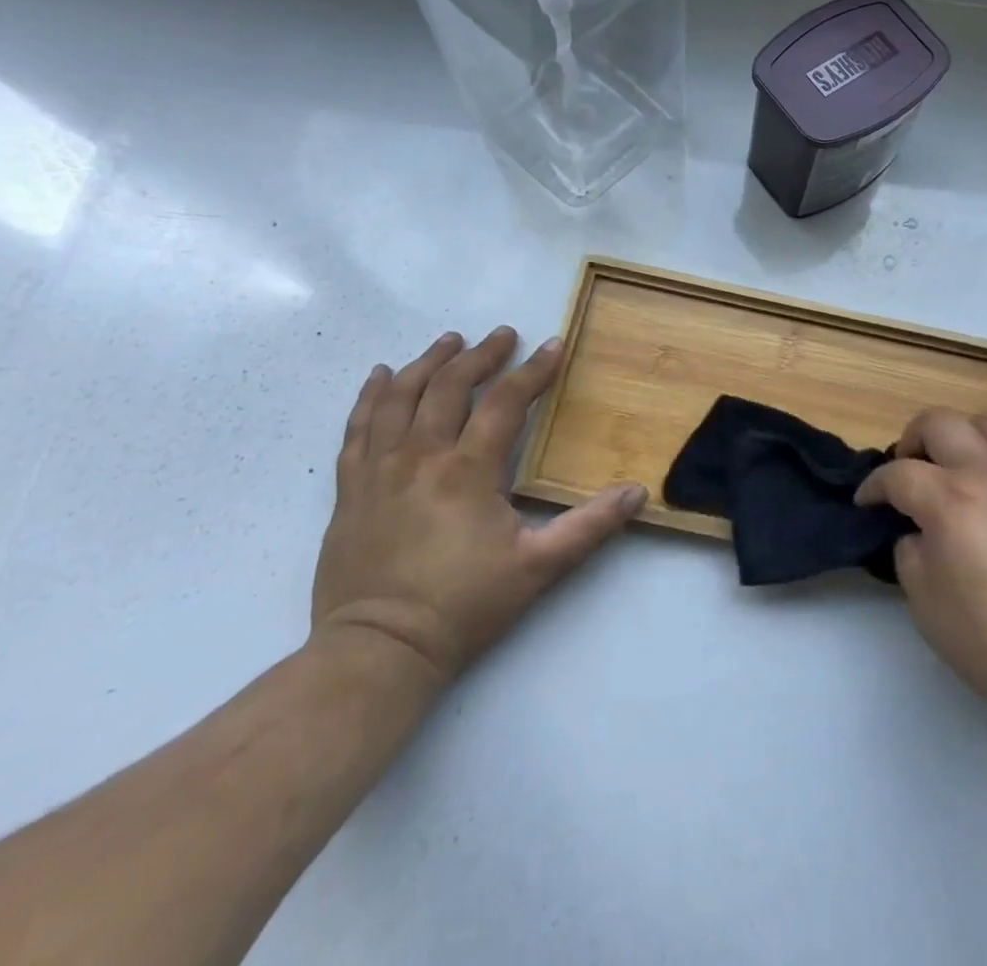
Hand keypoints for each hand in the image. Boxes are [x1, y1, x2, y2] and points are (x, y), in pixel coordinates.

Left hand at [311, 326, 646, 684]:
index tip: (553, 345)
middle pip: (450, 386)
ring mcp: (378, 469)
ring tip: (450, 340)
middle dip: (481, 355)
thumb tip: (637, 492)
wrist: (378, 651)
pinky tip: (381, 376)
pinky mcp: (349, 488)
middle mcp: (420, 456)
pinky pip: (358, 427)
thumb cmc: (463, 606)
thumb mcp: (538, 569)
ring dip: (428, 362)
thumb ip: (590, 526)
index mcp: (468, 471)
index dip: (532, 371)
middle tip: (503, 335)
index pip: (505, 403)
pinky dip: (370, 395)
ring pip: (400, 396)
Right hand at [857, 409, 986, 728]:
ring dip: (966, 436)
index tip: (868, 502)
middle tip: (910, 471)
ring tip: (964, 465)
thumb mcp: (926, 606)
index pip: (897, 474)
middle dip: (912, 441)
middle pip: (938, 422)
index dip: (874, 487)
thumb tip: (920, 531)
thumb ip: (911, 553)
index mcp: (950, 501)